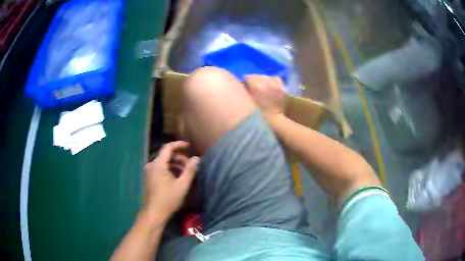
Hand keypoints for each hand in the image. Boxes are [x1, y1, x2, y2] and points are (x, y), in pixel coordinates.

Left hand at [143, 141, 199, 221]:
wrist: (154, 213)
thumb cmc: (168, 199)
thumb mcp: (182, 185)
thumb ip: (190, 170)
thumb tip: (196, 158)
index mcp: (158, 164)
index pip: (168, 147)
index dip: (179, 145)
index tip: (189, 146)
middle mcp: (151, 165)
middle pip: (166, 155)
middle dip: (179, 158)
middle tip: (190, 166)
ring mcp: (149, 171)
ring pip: (164, 162)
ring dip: (175, 165)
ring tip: (185, 174)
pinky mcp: (149, 177)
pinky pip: (160, 168)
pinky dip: (170, 170)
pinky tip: (177, 179)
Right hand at [244, 75, 286, 118]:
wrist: (275, 118)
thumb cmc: (259, 112)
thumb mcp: (249, 101)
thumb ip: (245, 91)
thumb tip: (243, 84)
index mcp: (257, 86)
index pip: (248, 77)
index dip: (245, 82)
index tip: (245, 87)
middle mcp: (266, 82)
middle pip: (256, 76)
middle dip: (253, 80)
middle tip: (252, 87)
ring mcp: (275, 83)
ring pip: (265, 76)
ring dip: (262, 80)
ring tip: (261, 86)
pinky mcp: (281, 86)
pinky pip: (274, 78)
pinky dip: (271, 80)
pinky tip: (270, 84)